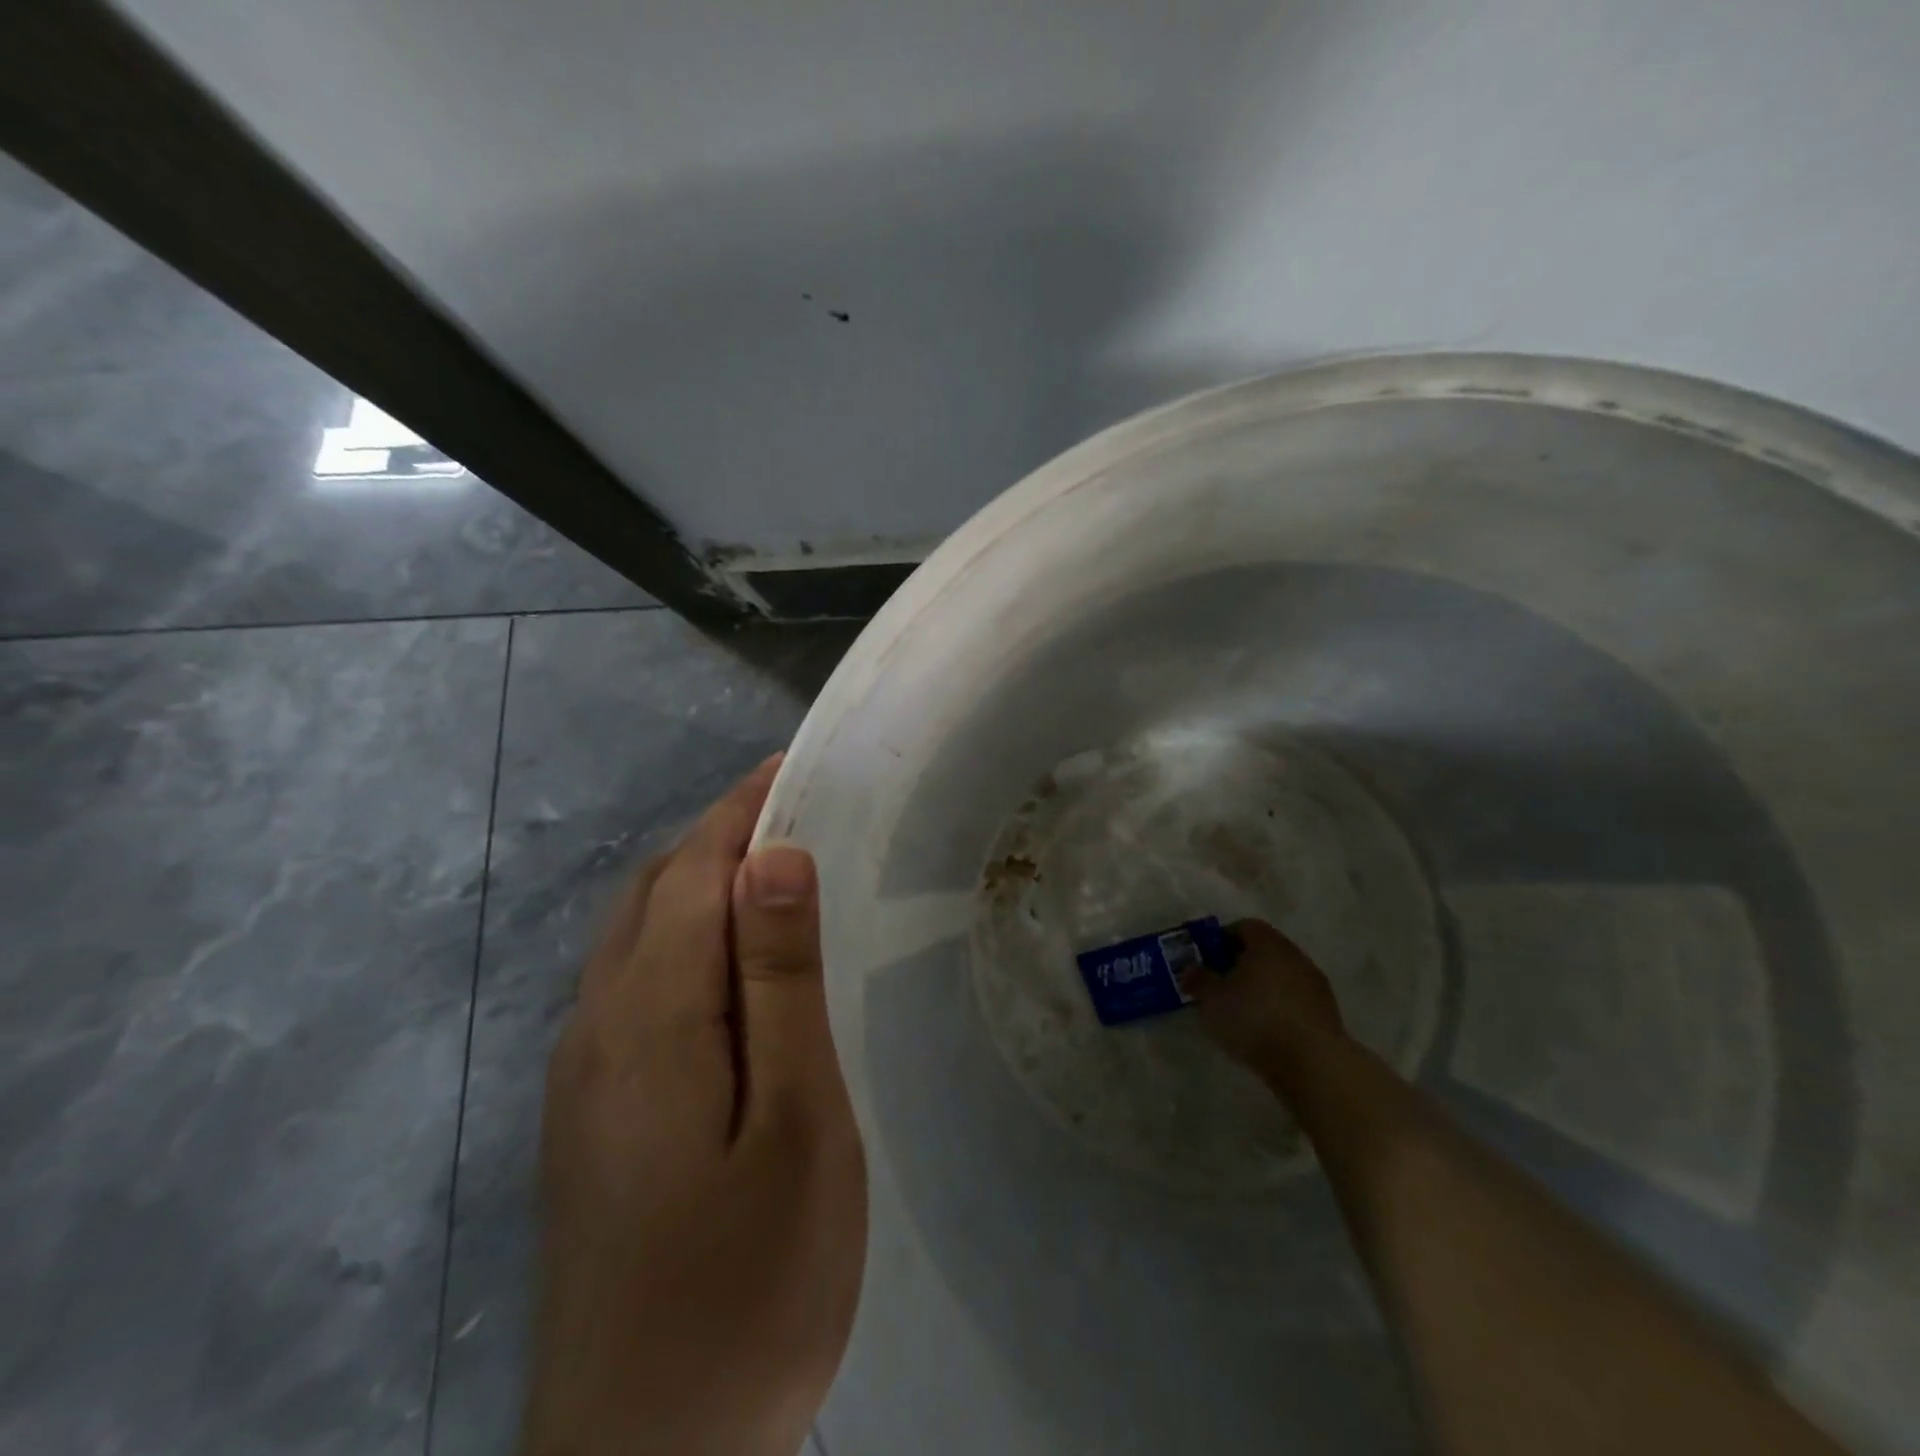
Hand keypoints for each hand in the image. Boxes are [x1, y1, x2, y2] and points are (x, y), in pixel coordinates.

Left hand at [522, 756, 866, 1455]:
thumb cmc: (747, 1284)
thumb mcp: (795, 1121)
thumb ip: (778, 982)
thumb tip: (773, 860)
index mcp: (649, 1015)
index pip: (694, 870)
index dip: (744, 810)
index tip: (796, 767)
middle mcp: (597, 1025)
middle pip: (654, 892)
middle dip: (722, 837)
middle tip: (800, 815)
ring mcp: (581, 1073)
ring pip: (635, 935)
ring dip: (698, 883)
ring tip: (774, 874)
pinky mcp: (586, 1114)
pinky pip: (629, 983)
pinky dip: (680, 936)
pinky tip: (726, 966)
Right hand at [1183, 918, 1345, 1078]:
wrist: (1312, 1063)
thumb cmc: (1254, 1018)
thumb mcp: (1212, 999)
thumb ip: (1198, 980)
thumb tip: (1190, 970)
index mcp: (1267, 943)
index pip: (1243, 926)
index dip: (1222, 939)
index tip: (1207, 960)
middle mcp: (1295, 955)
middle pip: (1264, 951)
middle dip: (1241, 964)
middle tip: (1220, 985)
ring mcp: (1315, 985)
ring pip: (1281, 976)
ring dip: (1262, 988)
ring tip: (1241, 1012)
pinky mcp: (1327, 1014)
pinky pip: (1294, 1001)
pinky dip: (1279, 1008)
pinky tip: (1265, 1030)